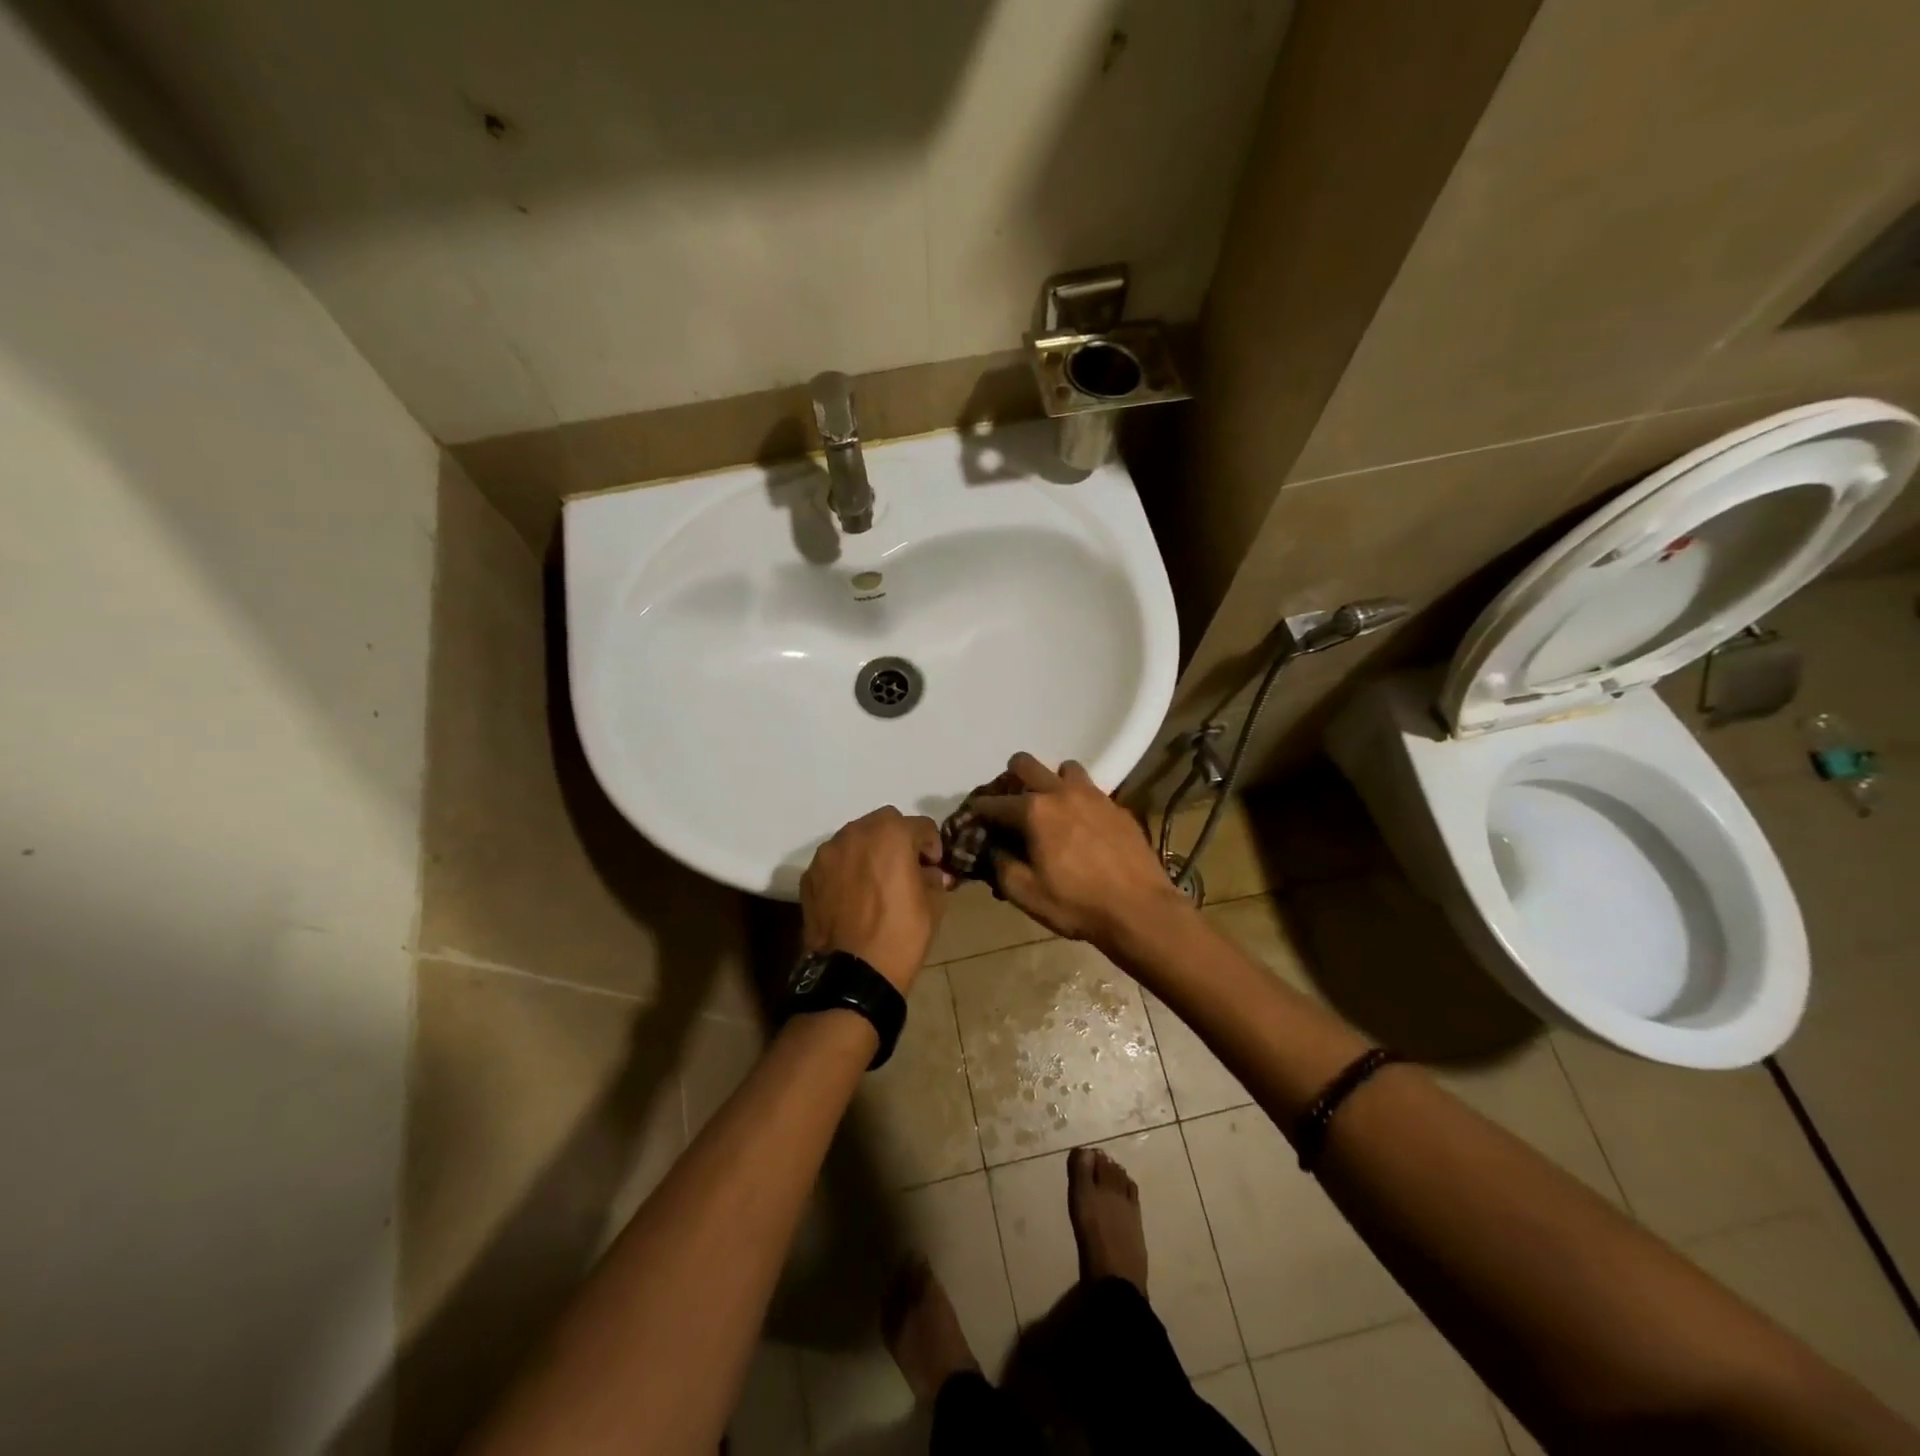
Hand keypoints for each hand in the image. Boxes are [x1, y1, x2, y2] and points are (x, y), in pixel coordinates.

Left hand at [800, 807, 948, 992]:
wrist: (852, 974)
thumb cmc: (900, 935)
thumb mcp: (933, 906)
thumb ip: (933, 878)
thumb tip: (929, 872)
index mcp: (892, 834)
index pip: (921, 826)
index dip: (932, 846)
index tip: (933, 868)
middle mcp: (856, 833)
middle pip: (884, 822)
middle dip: (898, 839)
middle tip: (905, 868)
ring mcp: (828, 853)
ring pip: (855, 838)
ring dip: (869, 851)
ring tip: (875, 881)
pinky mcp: (810, 875)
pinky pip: (835, 861)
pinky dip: (847, 869)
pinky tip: (853, 896)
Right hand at [969, 753, 1188, 947]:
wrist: (1140, 910)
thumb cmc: (1076, 904)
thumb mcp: (1025, 894)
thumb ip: (1000, 866)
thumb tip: (993, 848)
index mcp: (1034, 811)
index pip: (994, 802)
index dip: (979, 810)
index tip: (974, 819)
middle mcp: (1061, 792)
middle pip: (1027, 764)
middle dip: (1011, 777)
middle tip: (1011, 802)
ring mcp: (1093, 796)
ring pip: (1064, 769)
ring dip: (1051, 781)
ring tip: (1052, 808)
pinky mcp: (1117, 807)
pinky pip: (1090, 790)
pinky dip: (1078, 799)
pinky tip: (1081, 824)